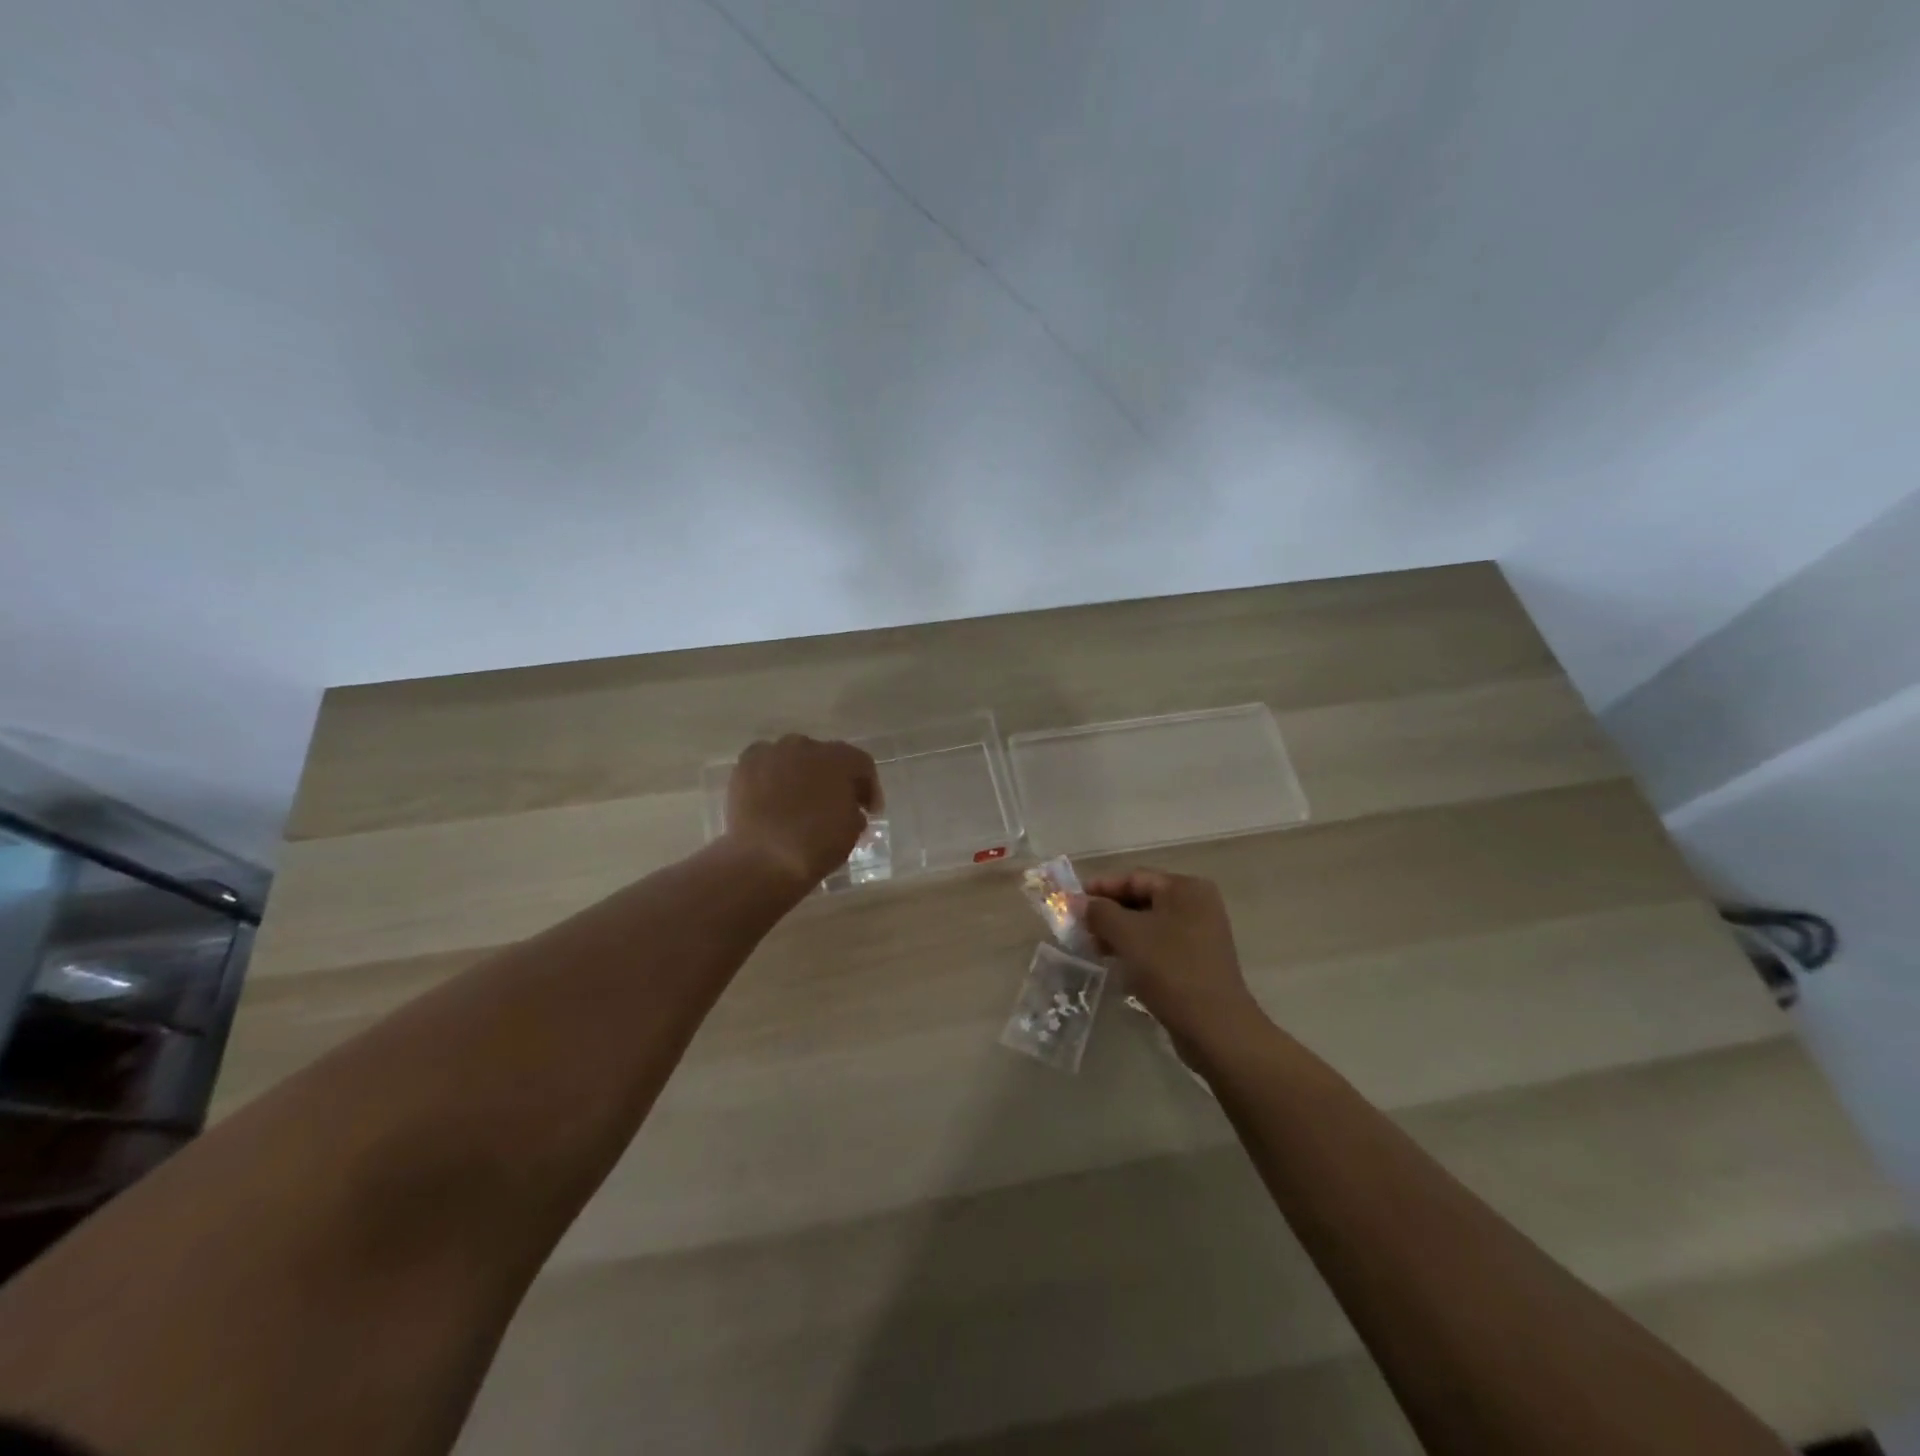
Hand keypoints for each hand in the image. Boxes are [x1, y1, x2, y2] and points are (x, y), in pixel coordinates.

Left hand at [724, 735, 880, 890]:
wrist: (763, 859)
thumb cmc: (817, 845)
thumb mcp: (853, 829)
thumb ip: (854, 809)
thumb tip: (847, 807)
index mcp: (839, 758)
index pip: (862, 764)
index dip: (869, 788)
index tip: (870, 812)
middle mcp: (806, 745)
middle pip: (826, 758)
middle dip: (833, 778)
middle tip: (834, 804)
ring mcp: (772, 752)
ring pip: (794, 759)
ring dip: (801, 775)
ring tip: (799, 801)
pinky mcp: (745, 765)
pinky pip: (766, 766)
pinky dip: (772, 778)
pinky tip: (772, 799)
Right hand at [1082, 869, 1261, 1035]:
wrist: (1215, 1028)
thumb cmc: (1170, 970)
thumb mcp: (1127, 935)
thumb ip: (1099, 912)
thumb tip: (1078, 902)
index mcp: (1185, 889)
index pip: (1134, 878)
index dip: (1100, 888)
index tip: (1070, 901)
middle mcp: (1196, 905)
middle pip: (1142, 899)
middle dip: (1108, 912)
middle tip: (1078, 926)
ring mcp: (1200, 934)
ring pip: (1149, 924)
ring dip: (1119, 933)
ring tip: (1092, 947)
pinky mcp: (1198, 961)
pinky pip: (1159, 945)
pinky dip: (1136, 949)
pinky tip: (1116, 963)